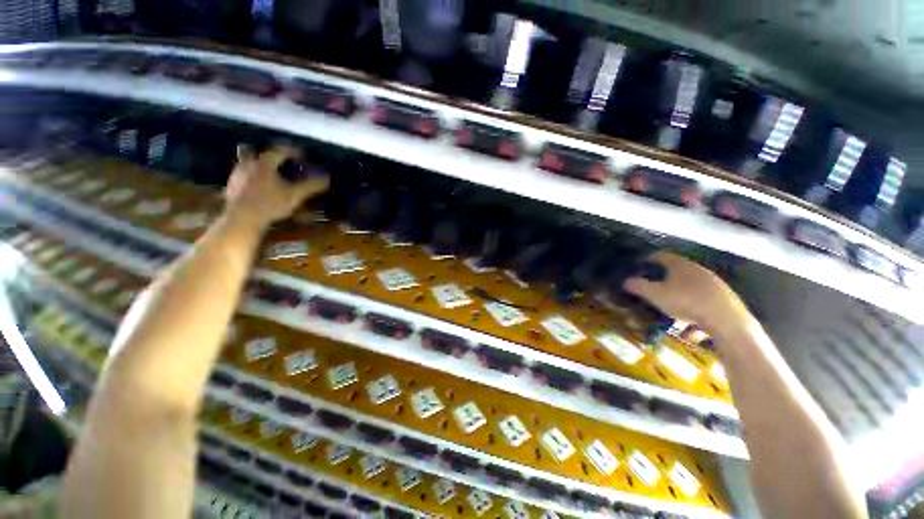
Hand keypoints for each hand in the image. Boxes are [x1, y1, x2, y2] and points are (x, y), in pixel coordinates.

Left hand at [223, 145, 329, 230]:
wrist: (243, 218)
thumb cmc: (270, 203)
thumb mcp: (295, 195)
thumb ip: (310, 186)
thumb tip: (327, 178)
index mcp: (264, 163)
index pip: (279, 151)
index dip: (292, 151)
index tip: (302, 155)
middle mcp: (247, 164)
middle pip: (252, 151)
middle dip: (264, 153)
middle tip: (275, 158)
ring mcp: (237, 176)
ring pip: (245, 164)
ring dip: (257, 166)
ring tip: (268, 174)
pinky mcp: (231, 188)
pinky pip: (242, 177)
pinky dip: (250, 178)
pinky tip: (257, 187)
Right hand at [623, 252, 747, 335]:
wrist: (728, 321)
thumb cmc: (686, 302)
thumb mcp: (655, 295)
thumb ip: (638, 286)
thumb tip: (625, 281)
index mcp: (680, 265)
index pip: (660, 256)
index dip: (647, 260)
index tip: (638, 267)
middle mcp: (698, 269)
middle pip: (676, 270)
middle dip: (663, 278)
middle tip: (653, 288)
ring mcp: (714, 283)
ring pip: (691, 285)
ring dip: (679, 293)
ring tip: (671, 308)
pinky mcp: (725, 297)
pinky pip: (703, 299)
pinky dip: (694, 305)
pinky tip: (690, 322)